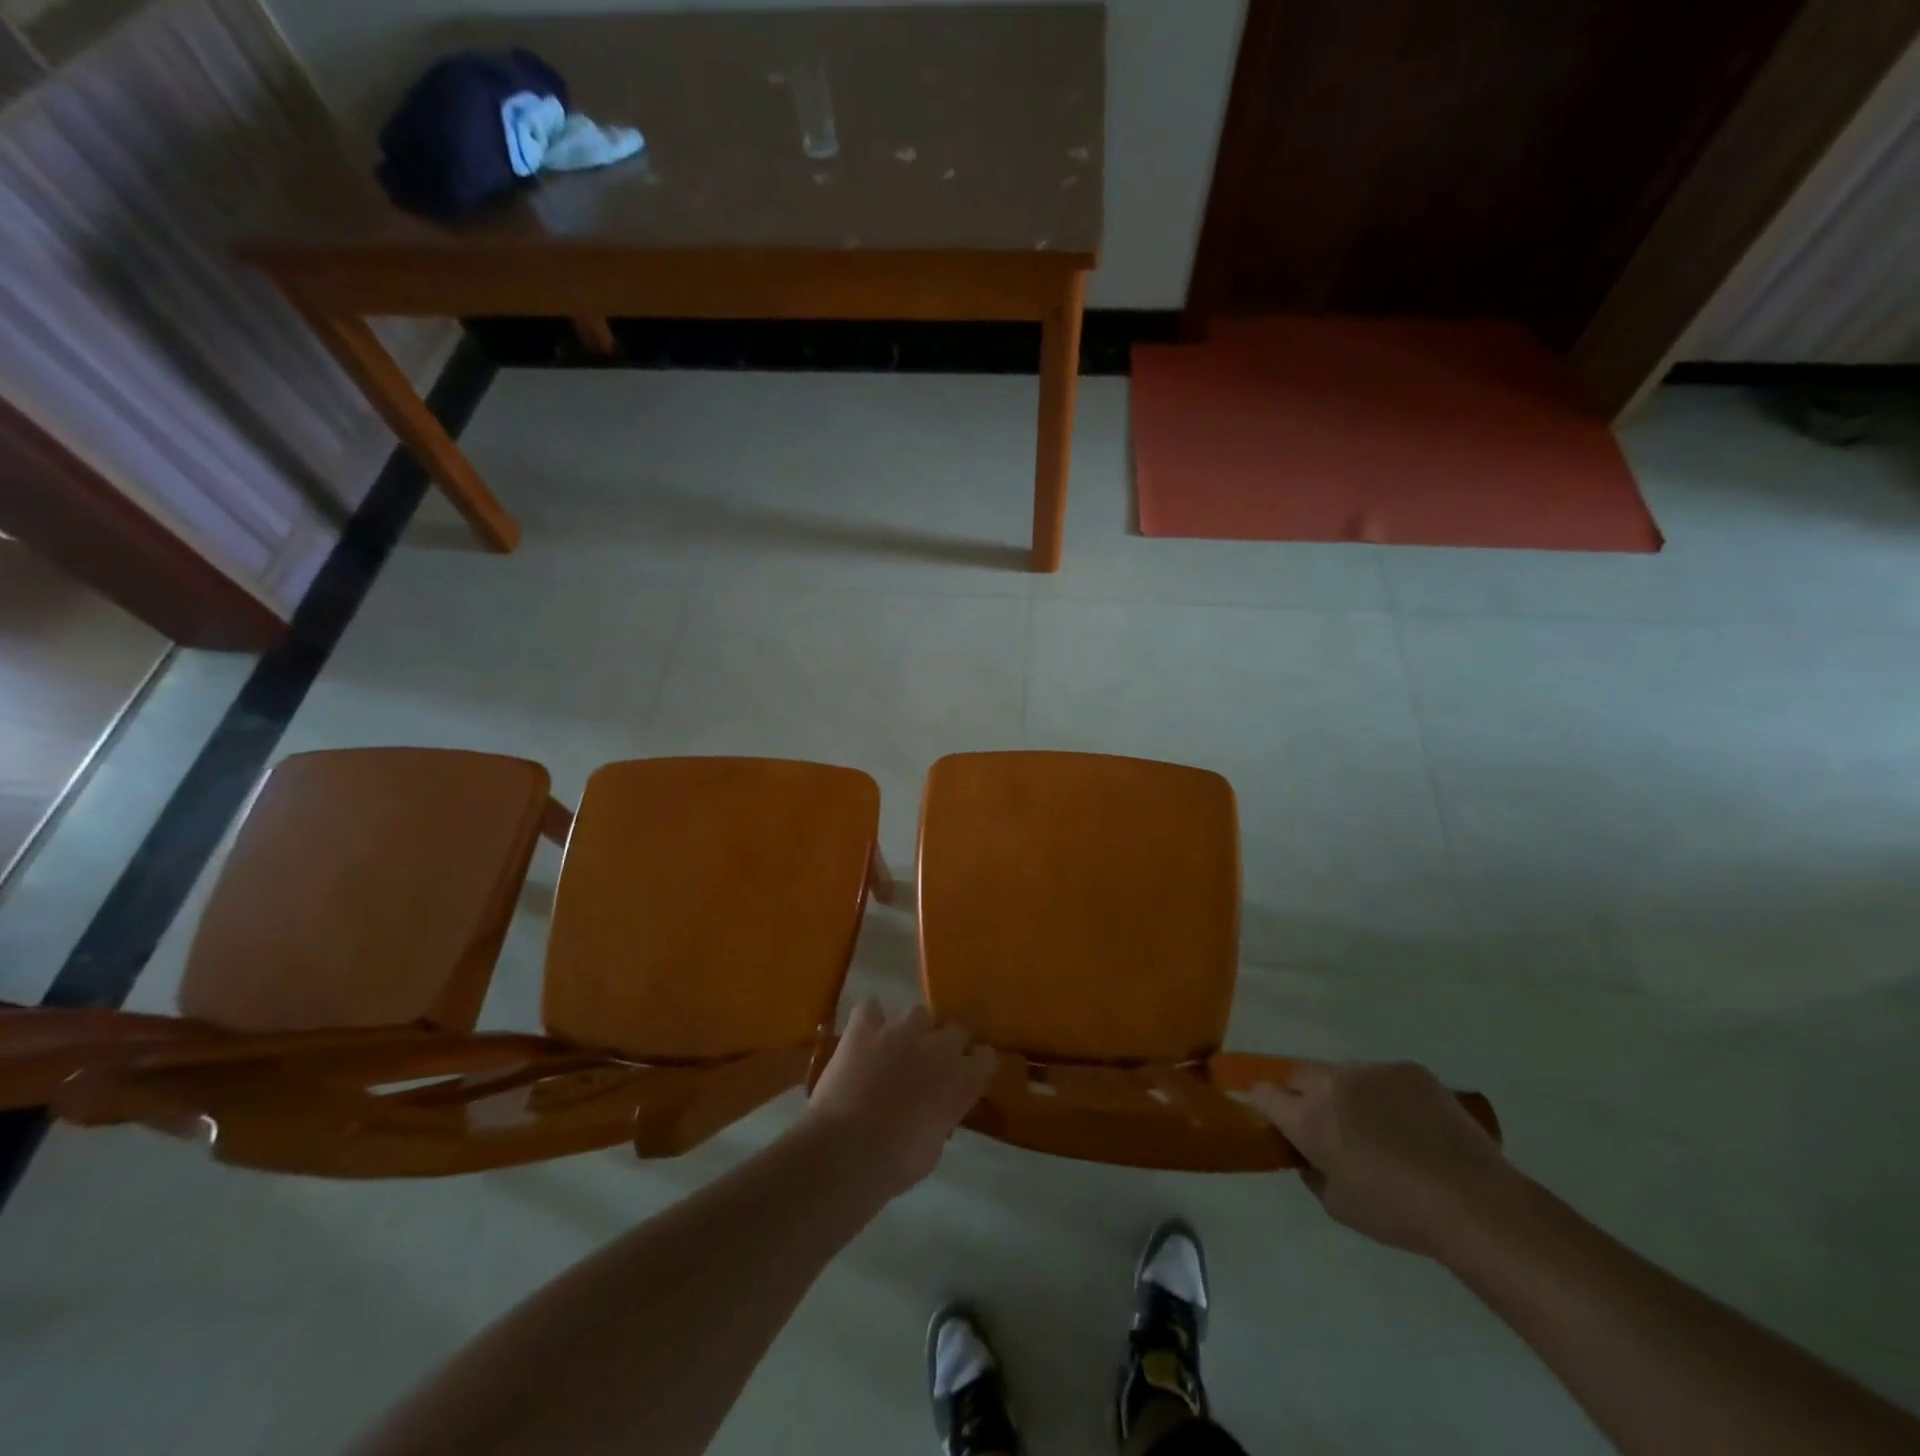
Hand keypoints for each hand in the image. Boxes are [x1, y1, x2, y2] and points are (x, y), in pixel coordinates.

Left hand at [804, 1002, 995, 1198]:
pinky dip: (869, 1020)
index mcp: (961, 1080)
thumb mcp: (933, 1148)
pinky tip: (864, 1036)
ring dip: (913, 1030)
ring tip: (897, 1048)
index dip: (976, 1064)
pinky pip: (870, 1008)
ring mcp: (900, 1031)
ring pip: (918, 1013)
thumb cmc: (895, 1163)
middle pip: (956, 1029)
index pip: (987, 1057)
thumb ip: (942, 1116)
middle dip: (947, 1043)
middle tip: (932, 1064)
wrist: (846, 1152)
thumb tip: (937, 1109)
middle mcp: (937, 1046)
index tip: (968, 1075)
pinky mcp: (864, 1028)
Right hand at [1248, 1060, 1522, 1259]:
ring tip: (1380, 1129)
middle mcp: (1332, 1083)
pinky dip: (1386, 1095)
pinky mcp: (1408, 1069)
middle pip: (1299, 1075)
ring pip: (1343, 1074)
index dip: (1264, 1105)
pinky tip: (1413, 1126)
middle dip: (1303, 1095)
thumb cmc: (1400, 1214)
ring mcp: (1372, 1070)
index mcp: (1309, 1117)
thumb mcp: (1339, 1206)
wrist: (1476, 1203)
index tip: (1277, 1120)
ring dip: (1347, 1094)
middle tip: (1328, 1127)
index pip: (1263, 1092)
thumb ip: (1312, 1171)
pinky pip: (1383, 1077)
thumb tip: (1306, 1154)